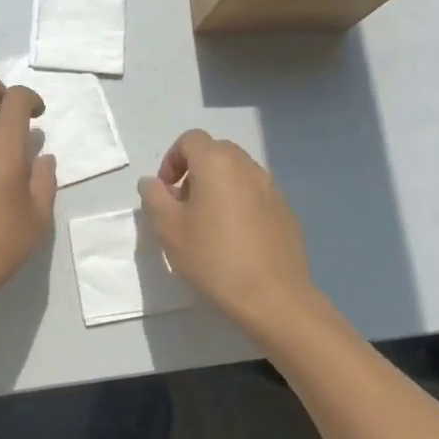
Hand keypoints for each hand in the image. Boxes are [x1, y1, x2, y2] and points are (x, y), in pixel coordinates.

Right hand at [139, 130, 325, 341]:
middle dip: (195, 171)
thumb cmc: (213, 258)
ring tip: (209, 224)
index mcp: (217, 163)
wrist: (274, 298)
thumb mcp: (168, 229)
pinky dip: (240, 204)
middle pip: (216, 152)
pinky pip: (256, 195)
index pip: (190, 139)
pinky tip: (236, 240)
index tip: (165, 192)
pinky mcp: (286, 212)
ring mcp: (272, 188)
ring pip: (238, 173)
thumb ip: (154, 197)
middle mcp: (247, 167)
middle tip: (183, 206)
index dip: (171, 160)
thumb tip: (152, 182)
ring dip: (219, 187)